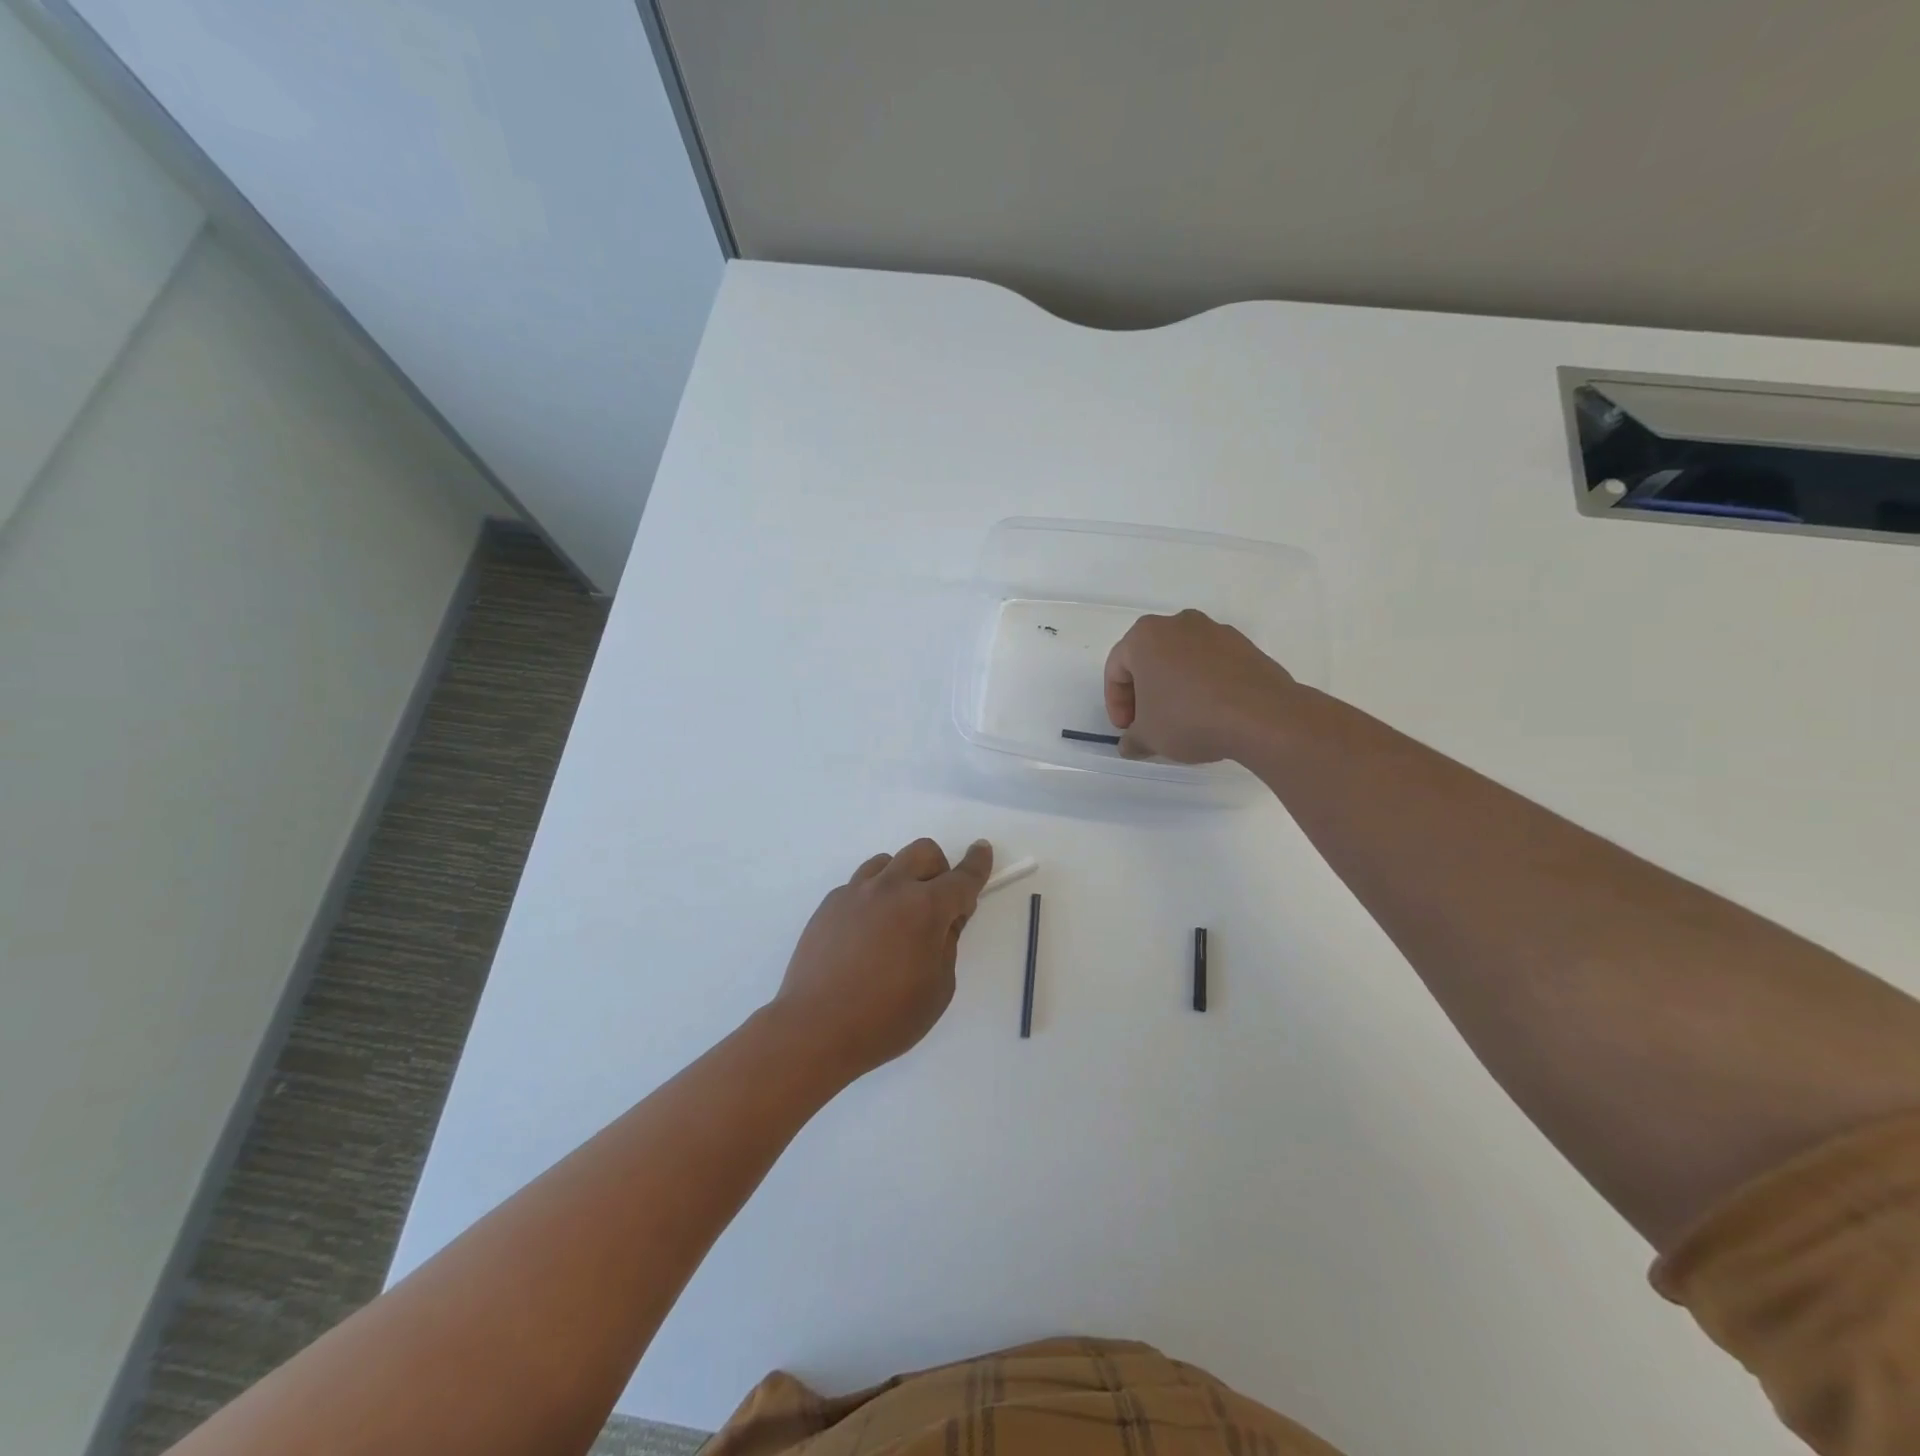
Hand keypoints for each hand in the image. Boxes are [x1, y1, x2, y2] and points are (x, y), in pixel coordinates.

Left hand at [770, 838, 992, 1082]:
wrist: (814, 1028)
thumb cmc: (886, 1018)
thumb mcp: (938, 988)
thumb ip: (947, 944)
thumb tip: (944, 919)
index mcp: (925, 908)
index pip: (961, 878)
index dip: (977, 863)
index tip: (982, 849)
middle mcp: (890, 888)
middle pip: (923, 852)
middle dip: (939, 869)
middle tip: (938, 905)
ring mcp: (855, 893)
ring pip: (888, 862)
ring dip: (903, 878)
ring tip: (898, 918)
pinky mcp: (829, 904)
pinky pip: (860, 885)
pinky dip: (874, 897)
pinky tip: (867, 933)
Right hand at [1104, 609, 1297, 762]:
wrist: (1261, 716)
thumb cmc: (1189, 718)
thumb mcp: (1148, 736)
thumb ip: (1132, 739)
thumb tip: (1131, 744)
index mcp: (1145, 636)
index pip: (1116, 669)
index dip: (1116, 703)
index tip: (1127, 729)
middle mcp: (1179, 624)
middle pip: (1149, 659)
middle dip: (1144, 693)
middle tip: (1148, 723)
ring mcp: (1215, 631)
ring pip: (1181, 660)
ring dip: (1174, 687)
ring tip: (1181, 720)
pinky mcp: (1244, 646)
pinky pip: (1211, 665)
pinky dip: (1203, 685)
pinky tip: (1210, 713)